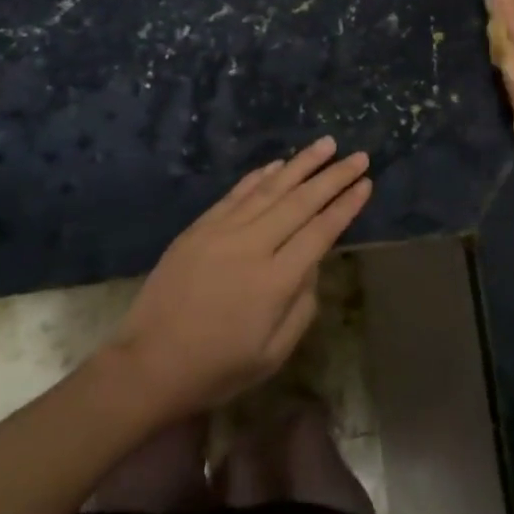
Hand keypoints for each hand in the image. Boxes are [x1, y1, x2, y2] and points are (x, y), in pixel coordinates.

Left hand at [105, 138, 371, 419]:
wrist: (148, 365)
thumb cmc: (216, 368)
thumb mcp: (272, 355)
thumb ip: (302, 307)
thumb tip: (313, 265)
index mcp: (275, 281)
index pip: (320, 231)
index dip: (345, 206)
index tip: (365, 183)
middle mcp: (252, 246)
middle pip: (301, 202)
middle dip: (333, 176)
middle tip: (358, 155)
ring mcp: (222, 232)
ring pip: (269, 189)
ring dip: (301, 164)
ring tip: (326, 144)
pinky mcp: (199, 228)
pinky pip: (236, 194)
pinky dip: (260, 176)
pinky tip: (278, 163)